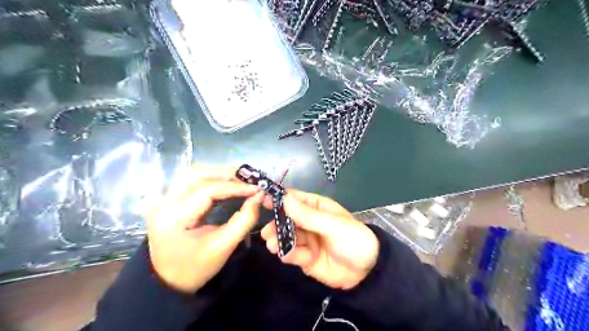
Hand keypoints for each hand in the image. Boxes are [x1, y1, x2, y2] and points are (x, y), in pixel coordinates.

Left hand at [144, 164, 261, 291]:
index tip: (257, 188)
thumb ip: (244, 220)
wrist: (169, 282)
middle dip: (226, 173)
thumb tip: (259, 196)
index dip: (235, 187)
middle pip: (197, 174)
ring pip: (193, 173)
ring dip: (218, 172)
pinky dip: (211, 177)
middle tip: (249, 179)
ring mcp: (163, 199)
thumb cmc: (197, 267)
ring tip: (240, 179)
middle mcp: (164, 202)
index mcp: (174, 217)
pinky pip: (190, 180)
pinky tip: (225, 182)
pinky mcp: (168, 200)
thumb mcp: (224, 246)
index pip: (207, 190)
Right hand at [259, 191, 378, 288]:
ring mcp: (306, 240)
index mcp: (317, 207)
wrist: (367, 272)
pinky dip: (287, 253)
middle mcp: (308, 222)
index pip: (295, 199)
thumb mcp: (332, 225)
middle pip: (287, 219)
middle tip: (266, 232)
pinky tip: (284, 255)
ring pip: (287, 237)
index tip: (262, 201)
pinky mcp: (305, 257)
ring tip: (271, 244)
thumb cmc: (353, 239)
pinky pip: (293, 253)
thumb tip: (284, 198)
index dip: (279, 199)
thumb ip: (307, 215)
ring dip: (278, 240)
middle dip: (276, 224)